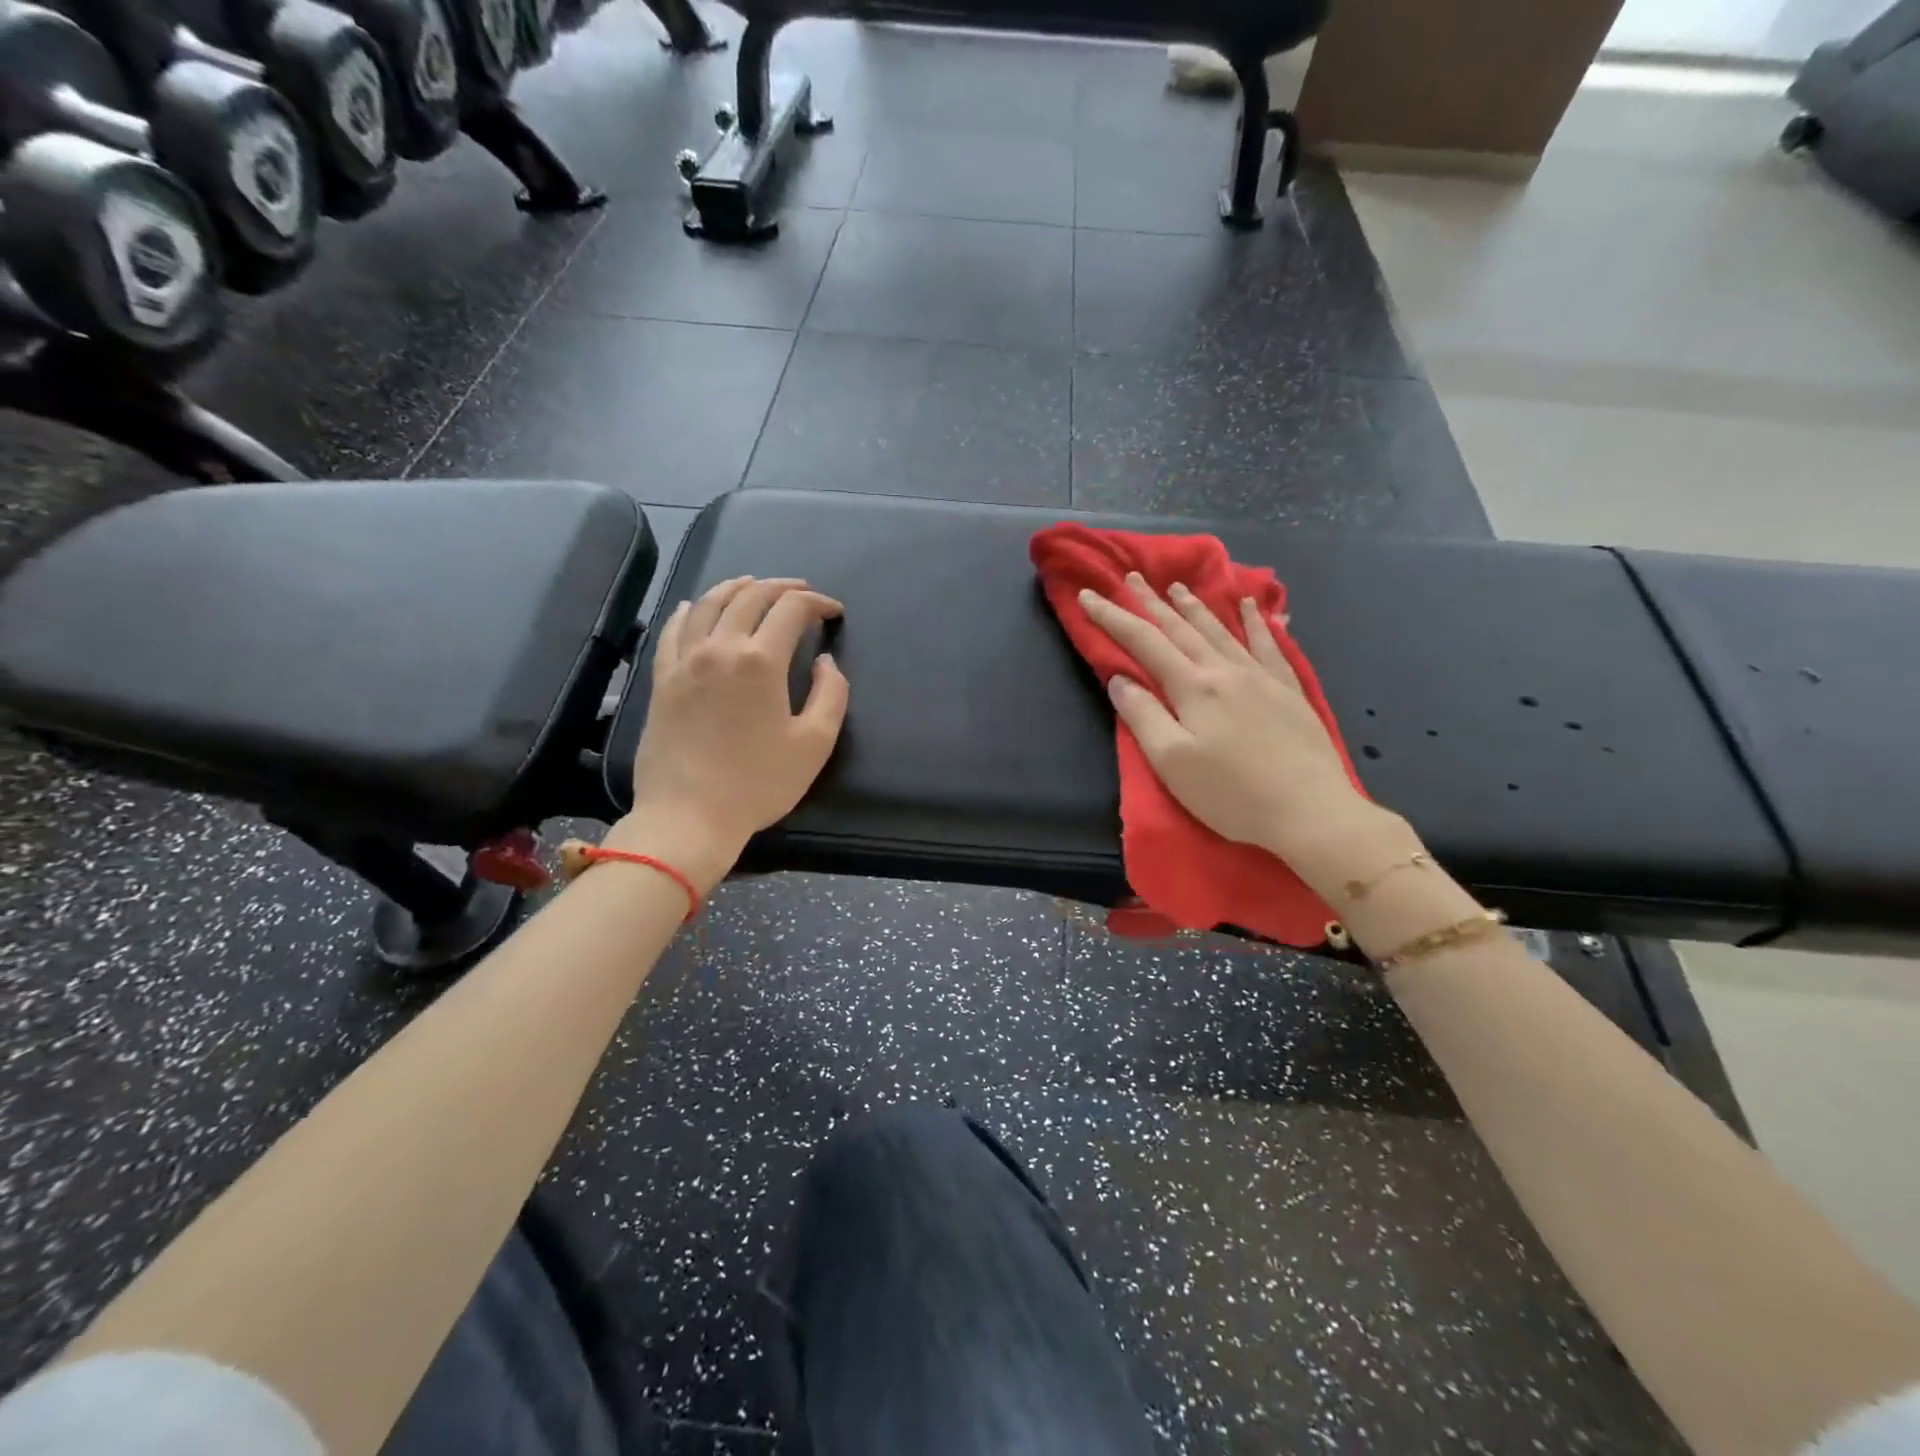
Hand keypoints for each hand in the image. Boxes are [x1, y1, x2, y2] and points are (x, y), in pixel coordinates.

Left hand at [615, 577, 848, 890]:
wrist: (688, 816)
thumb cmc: (758, 783)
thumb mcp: (814, 744)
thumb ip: (830, 695)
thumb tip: (824, 662)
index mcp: (760, 661)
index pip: (791, 609)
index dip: (817, 603)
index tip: (834, 612)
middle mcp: (719, 648)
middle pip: (750, 597)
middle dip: (782, 587)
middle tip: (802, 592)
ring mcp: (684, 661)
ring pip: (709, 604)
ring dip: (737, 588)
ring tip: (754, 585)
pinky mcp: (661, 680)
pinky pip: (673, 631)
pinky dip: (690, 611)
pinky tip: (696, 607)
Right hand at [1079, 574, 1389, 872]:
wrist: (1310, 810)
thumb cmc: (1231, 794)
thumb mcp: (1172, 762)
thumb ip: (1143, 716)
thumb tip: (1120, 679)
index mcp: (1193, 688)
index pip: (1144, 642)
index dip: (1113, 618)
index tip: (1088, 596)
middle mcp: (1225, 671)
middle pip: (1181, 628)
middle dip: (1151, 602)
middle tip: (1131, 577)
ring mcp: (1261, 677)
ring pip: (1220, 630)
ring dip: (1194, 607)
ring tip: (1177, 587)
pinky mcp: (1288, 690)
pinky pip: (1268, 645)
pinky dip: (1256, 622)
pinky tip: (1251, 606)